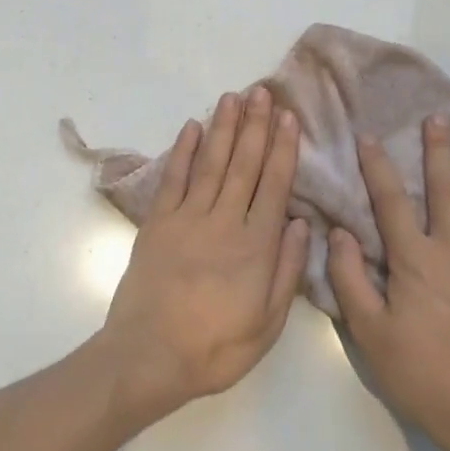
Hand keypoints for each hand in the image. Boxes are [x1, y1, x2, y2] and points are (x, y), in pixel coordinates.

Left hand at [95, 88, 307, 423]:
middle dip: (255, 126)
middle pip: (244, 165)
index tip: (288, 118)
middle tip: (262, 91)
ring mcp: (187, 219)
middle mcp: (224, 222)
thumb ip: (286, 271)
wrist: (148, 359)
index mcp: (256, 246)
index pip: (275, 186)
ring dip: (223, 128)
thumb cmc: (215, 348)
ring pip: (210, 163)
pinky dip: (182, 152)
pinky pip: (173, 180)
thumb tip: (301, 223)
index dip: (283, 149)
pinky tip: (191, 127)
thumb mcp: (267, 325)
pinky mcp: (157, 224)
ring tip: (233, 97)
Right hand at [330, 115, 449, 450]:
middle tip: (438, 116)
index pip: (390, 201)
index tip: (369, 137)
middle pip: (443, 189)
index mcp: (413, 260)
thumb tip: (337, 232)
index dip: (377, 167)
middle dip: (438, 150)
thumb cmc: (420, 372)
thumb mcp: (369, 332)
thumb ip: (350, 279)